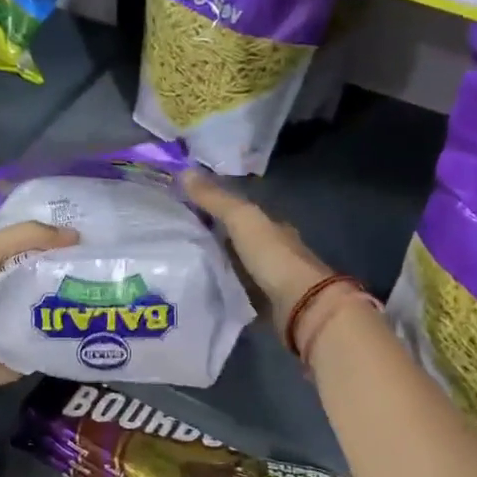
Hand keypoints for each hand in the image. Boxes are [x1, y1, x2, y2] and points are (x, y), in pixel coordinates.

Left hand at [0, 220, 77, 390]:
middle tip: (91, 296)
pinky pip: (14, 363)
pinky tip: (60, 356)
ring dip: (45, 330)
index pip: (18, 260)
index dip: (47, 257)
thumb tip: (76, 236)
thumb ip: (28, 236)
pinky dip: (31, 361)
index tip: (83, 259)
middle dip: (52, 295)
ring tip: (83, 326)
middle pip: (23, 296)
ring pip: (21, 331)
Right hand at [181, 170, 331, 333]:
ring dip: (215, 265)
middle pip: (237, 240)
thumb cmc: (273, 257)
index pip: (240, 212)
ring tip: (179, 264)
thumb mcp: (241, 219)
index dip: (214, 207)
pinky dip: (220, 289)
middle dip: (212, 239)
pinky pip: (235, 292)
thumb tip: (184, 170)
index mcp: (271, 226)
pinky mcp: (263, 305)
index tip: (185, 208)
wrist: (301, 306)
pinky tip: (199, 290)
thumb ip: (215, 199)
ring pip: (235, 267)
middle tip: (176, 238)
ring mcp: (269, 279)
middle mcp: (272, 250)